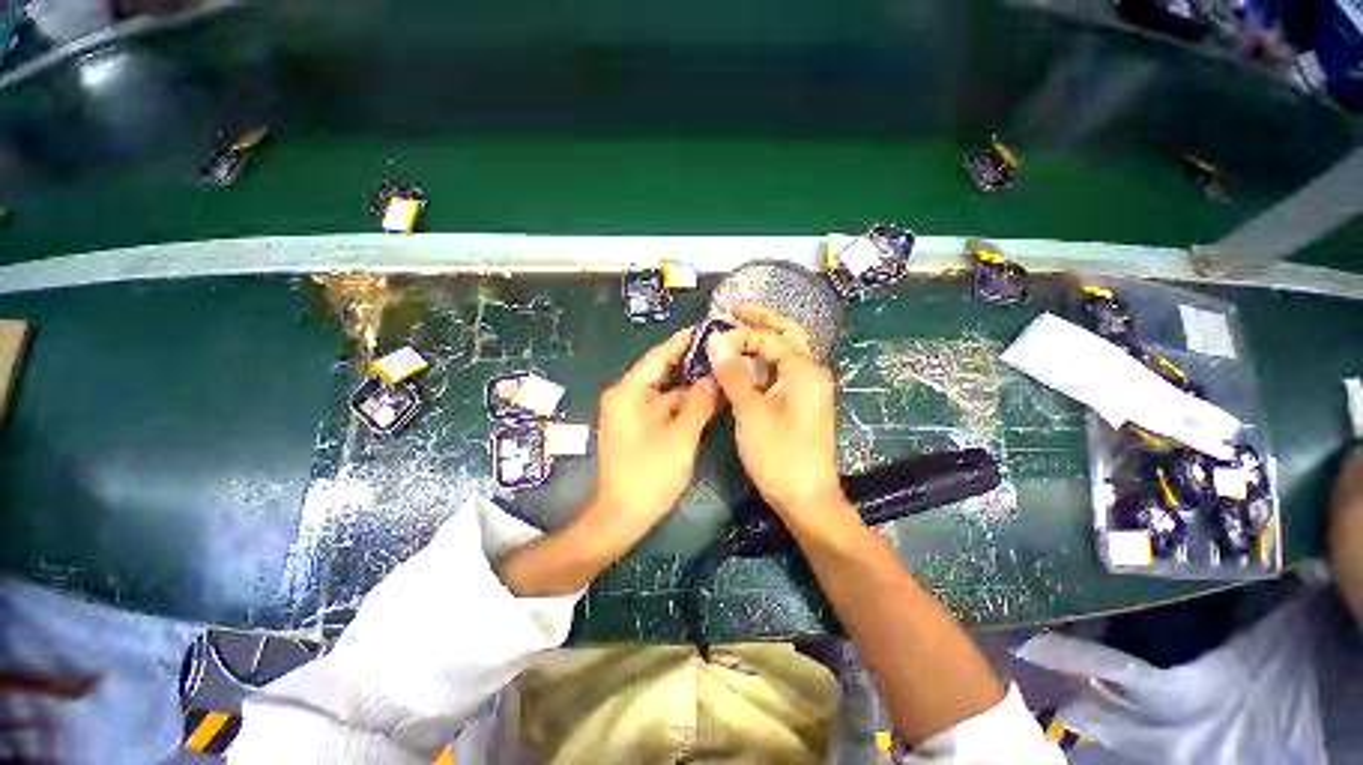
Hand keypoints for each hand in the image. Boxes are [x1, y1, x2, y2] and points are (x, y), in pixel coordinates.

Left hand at [593, 327, 720, 538]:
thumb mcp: (680, 437)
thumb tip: (715, 378)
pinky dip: (684, 404)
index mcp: (629, 392)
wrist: (621, 517)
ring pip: (665, 391)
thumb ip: (699, 404)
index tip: (708, 328)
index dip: (684, 341)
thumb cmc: (648, 475)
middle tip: (721, 349)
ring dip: (691, 386)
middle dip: (691, 362)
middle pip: (662, 371)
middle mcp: (626, 396)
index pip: (659, 355)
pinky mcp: (638, 427)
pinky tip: (708, 399)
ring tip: (721, 371)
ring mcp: (631, 413)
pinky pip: (664, 408)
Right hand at [706, 306, 845, 519]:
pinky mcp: (802, 403)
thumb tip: (716, 339)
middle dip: (763, 321)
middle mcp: (812, 373)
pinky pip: (782, 373)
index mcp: (804, 370)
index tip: (714, 341)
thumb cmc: (778, 454)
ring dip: (763, 342)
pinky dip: (764, 364)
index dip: (741, 336)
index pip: (771, 338)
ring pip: (785, 354)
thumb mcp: (750, 411)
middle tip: (737, 310)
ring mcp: (809, 389)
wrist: (806, 499)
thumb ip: (733, 373)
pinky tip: (746, 366)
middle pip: (788, 335)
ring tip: (736, 334)